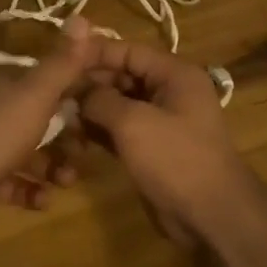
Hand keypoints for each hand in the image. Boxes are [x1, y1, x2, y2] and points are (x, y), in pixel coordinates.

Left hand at [0, 19, 103, 233]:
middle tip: (86, 152)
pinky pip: (14, 182)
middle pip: (39, 120)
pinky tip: (43, 199)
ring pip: (29, 154)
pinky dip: (31, 190)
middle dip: (67, 137)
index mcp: (3, 84)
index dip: (75, 91)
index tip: (101, 108)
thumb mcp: (36, 93)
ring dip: (53, 167)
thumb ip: (62, 62)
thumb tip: (83, 16)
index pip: (46, 81)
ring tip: (66, 181)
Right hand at [77, 39, 259, 246]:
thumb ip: (100, 99)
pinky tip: (73, 134)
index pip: (128, 51)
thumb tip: (77, 91)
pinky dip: (100, 130)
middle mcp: (170, 92)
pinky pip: (121, 129)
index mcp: (174, 74)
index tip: (60, 58)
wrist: (212, 216)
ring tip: (58, 112)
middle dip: (90, 82)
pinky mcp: (152, 148)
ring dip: (91, 108)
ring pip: (119, 104)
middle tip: (54, 91)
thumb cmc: (176, 159)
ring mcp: (161, 121)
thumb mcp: (133, 123)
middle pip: (123, 75)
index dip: (94, 52)